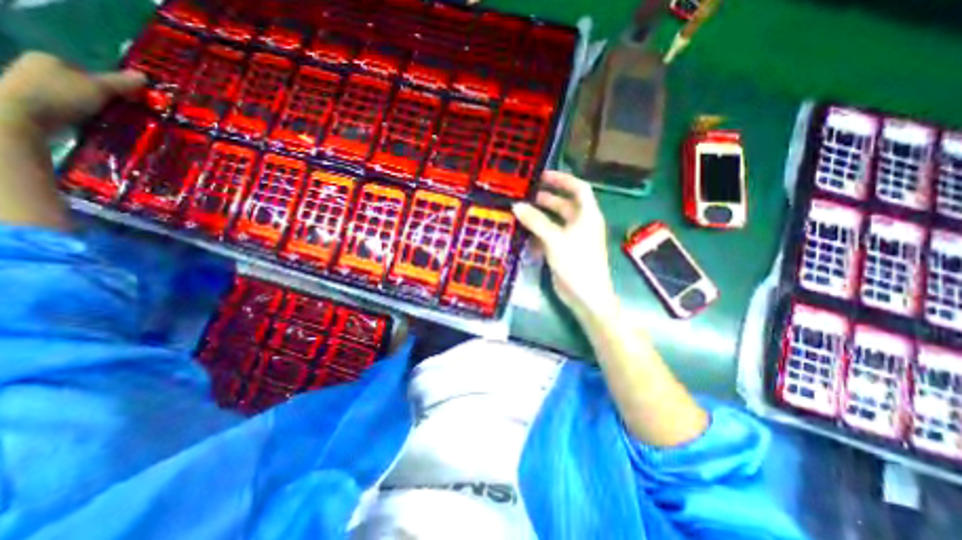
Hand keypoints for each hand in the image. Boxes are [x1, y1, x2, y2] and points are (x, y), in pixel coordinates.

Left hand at [0, 52, 143, 134]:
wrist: (22, 115)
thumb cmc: (61, 95)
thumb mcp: (99, 88)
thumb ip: (122, 83)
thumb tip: (144, 76)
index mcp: (48, 58)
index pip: (88, 72)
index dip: (110, 86)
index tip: (126, 101)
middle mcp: (36, 68)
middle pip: (82, 86)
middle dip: (103, 100)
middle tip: (122, 114)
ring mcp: (30, 86)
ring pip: (76, 100)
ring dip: (94, 111)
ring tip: (110, 123)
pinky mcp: (32, 104)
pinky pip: (67, 111)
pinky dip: (81, 118)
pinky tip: (91, 126)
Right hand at [510, 170, 615, 319]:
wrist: (585, 295)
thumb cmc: (576, 262)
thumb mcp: (554, 239)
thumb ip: (535, 221)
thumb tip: (517, 206)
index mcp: (587, 215)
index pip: (579, 189)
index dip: (563, 180)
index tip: (543, 176)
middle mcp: (582, 224)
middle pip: (565, 205)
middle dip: (548, 198)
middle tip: (527, 195)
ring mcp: (573, 239)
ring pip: (556, 221)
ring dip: (541, 216)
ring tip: (522, 211)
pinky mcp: (564, 251)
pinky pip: (551, 236)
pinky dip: (539, 233)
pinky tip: (525, 233)